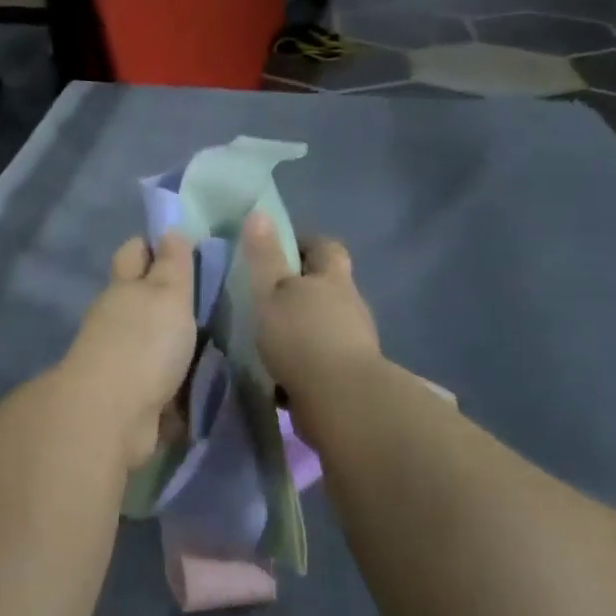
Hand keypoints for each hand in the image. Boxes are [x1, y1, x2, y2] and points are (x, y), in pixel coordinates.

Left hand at [61, 234, 197, 467]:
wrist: (113, 416)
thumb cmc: (144, 343)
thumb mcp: (168, 294)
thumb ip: (173, 265)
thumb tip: (170, 231)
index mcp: (124, 287)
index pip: (134, 252)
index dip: (153, 246)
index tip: (183, 249)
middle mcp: (115, 319)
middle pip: (140, 298)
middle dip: (166, 298)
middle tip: (208, 300)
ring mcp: (118, 360)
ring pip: (149, 342)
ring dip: (173, 344)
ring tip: (213, 343)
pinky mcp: (129, 397)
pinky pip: (158, 383)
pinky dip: (174, 384)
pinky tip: (201, 384)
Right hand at [240, 213, 382, 432]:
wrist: (341, 402)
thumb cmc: (302, 336)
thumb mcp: (271, 291)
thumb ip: (264, 255)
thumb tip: (260, 213)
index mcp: (333, 278)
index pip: (326, 247)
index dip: (304, 243)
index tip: (278, 250)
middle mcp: (350, 305)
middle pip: (328, 286)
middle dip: (301, 288)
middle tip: (267, 296)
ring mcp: (355, 342)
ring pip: (325, 325)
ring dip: (302, 328)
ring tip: (268, 337)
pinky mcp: (350, 376)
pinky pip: (322, 360)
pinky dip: (303, 362)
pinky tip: (279, 374)